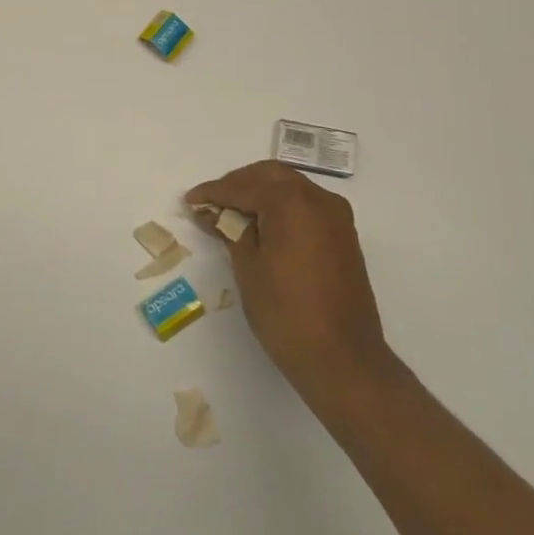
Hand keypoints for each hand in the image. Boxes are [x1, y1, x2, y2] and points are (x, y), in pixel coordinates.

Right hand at [186, 161, 391, 394]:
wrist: (342, 359)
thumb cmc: (285, 312)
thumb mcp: (248, 267)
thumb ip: (231, 230)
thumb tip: (214, 213)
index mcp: (292, 202)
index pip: (244, 186)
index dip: (214, 192)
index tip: (190, 201)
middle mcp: (319, 199)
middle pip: (271, 176)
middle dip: (238, 184)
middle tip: (212, 204)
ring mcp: (336, 217)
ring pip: (291, 188)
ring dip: (260, 193)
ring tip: (232, 215)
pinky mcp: (343, 236)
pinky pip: (306, 206)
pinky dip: (281, 207)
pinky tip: (261, 227)